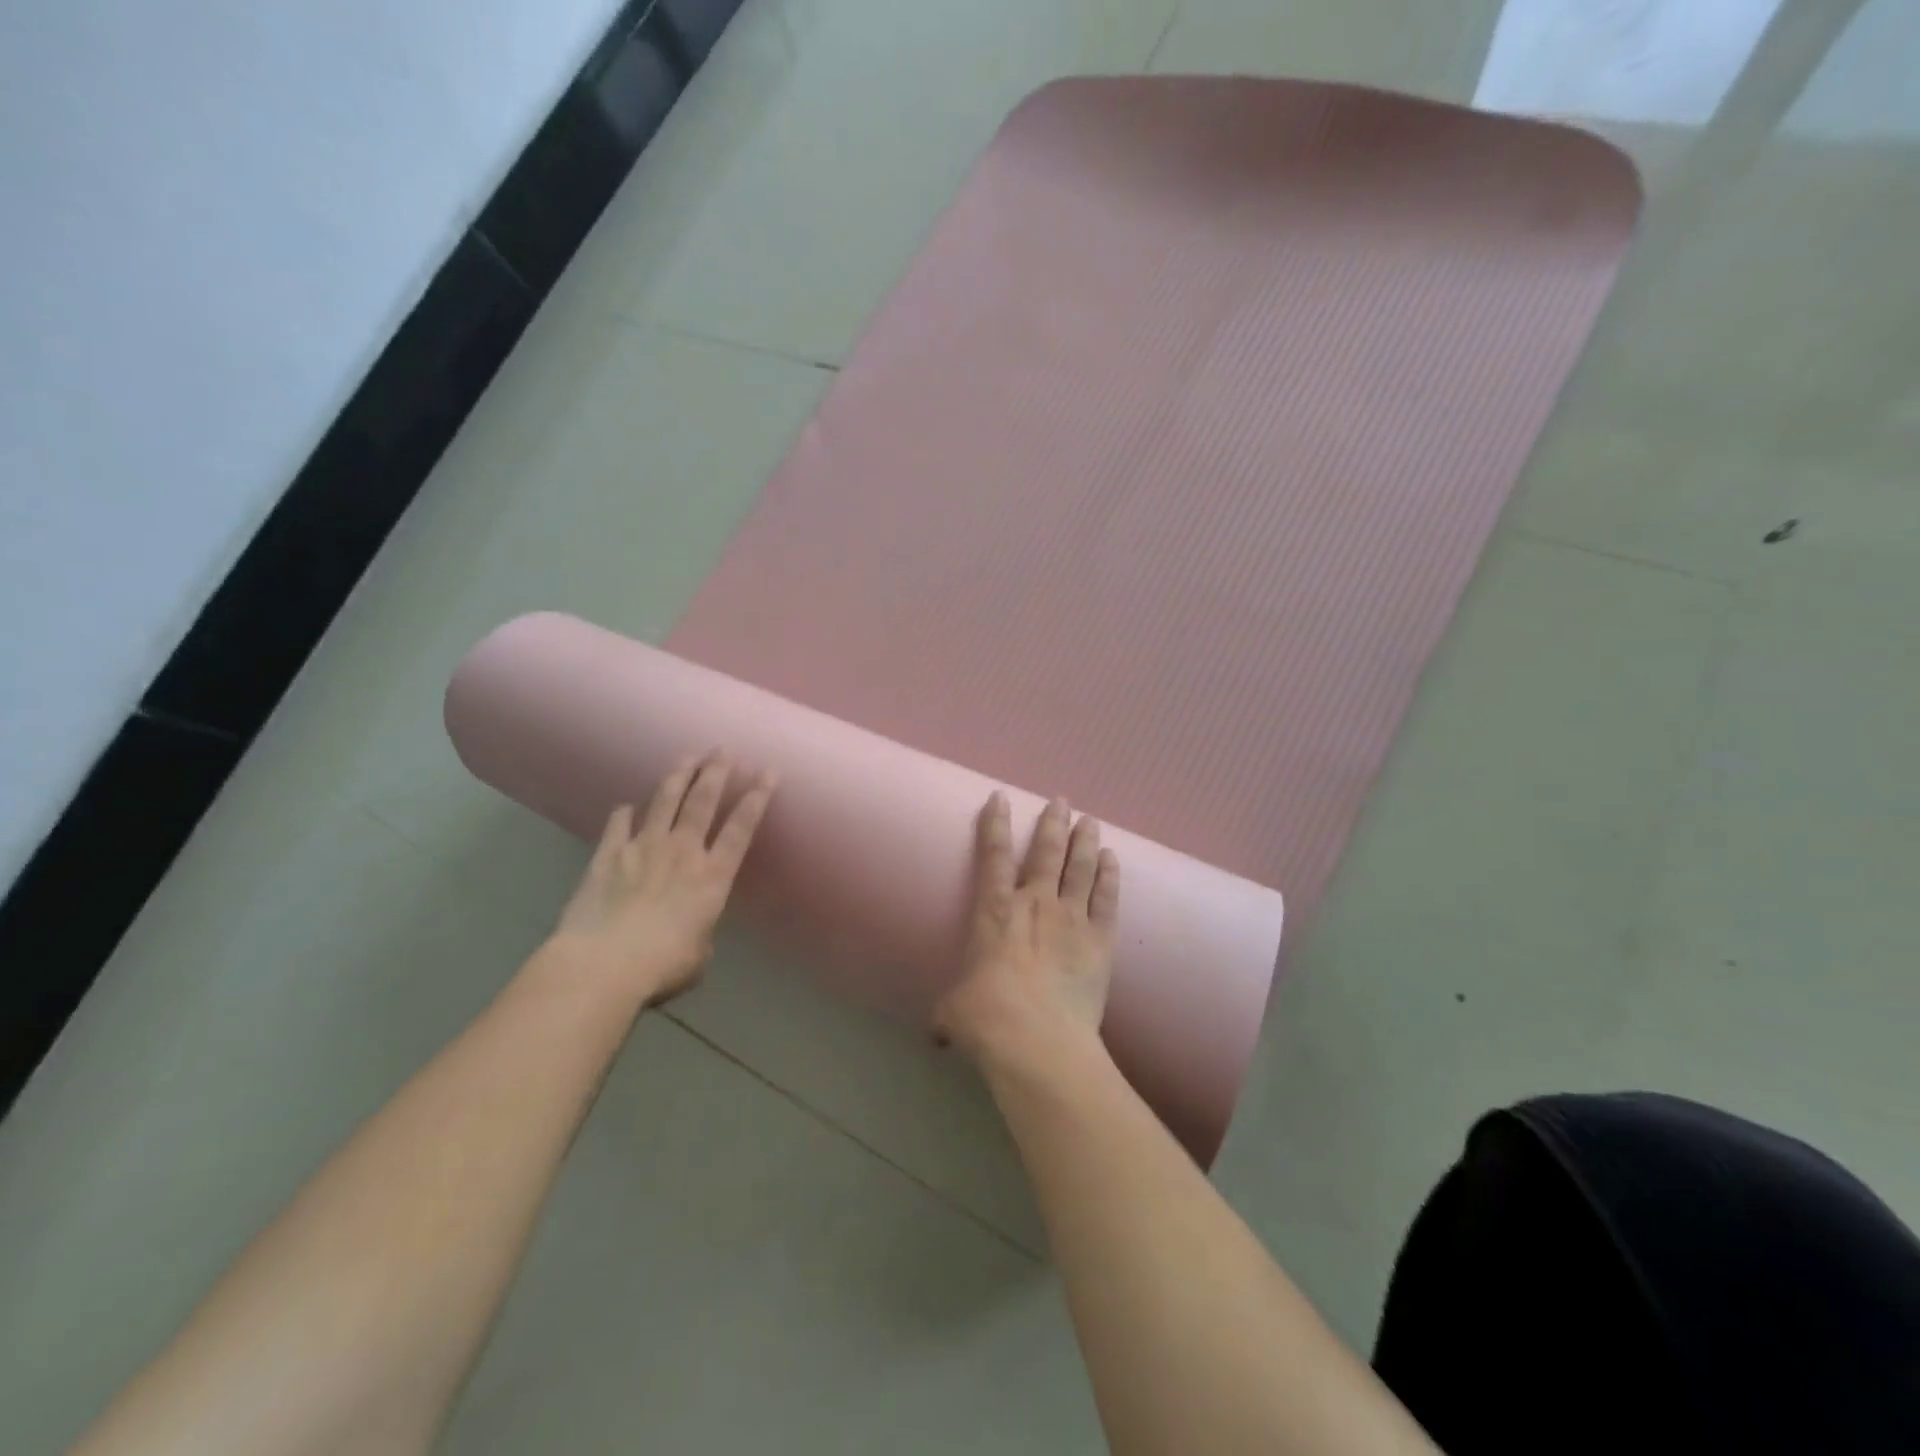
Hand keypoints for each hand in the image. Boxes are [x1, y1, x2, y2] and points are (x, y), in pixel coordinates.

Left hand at [548, 753, 775, 1006]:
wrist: (602, 965)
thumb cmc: (662, 966)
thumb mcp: (698, 955)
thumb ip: (699, 932)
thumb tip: (689, 928)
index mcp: (712, 876)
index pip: (741, 827)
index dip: (757, 798)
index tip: (768, 772)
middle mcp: (682, 852)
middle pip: (703, 801)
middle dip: (717, 771)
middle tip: (724, 749)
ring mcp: (643, 848)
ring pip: (665, 801)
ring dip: (679, 776)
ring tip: (688, 757)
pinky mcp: (608, 856)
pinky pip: (618, 825)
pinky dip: (624, 813)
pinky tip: (626, 806)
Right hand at [934, 794, 1119, 1064]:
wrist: (1038, 1043)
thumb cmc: (987, 1020)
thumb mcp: (954, 1013)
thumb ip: (949, 1014)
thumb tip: (939, 1035)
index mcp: (995, 913)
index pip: (993, 856)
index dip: (995, 824)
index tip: (1000, 797)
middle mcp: (1035, 904)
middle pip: (1046, 851)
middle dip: (1052, 822)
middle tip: (1061, 800)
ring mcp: (1071, 919)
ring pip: (1080, 867)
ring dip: (1085, 840)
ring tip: (1089, 819)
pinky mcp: (1100, 940)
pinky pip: (1106, 898)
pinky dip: (1109, 876)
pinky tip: (1112, 859)